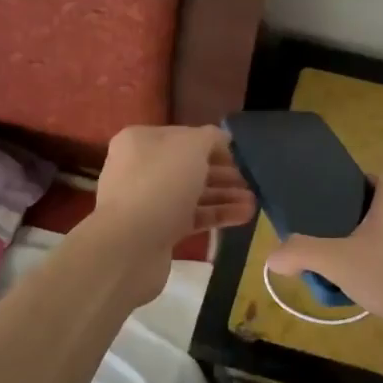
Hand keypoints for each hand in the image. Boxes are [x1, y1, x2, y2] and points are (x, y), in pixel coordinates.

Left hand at [86, 125, 255, 305]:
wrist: (129, 246)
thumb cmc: (160, 184)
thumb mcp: (191, 147)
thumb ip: (210, 137)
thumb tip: (221, 139)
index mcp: (141, 141)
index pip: (184, 136)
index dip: (213, 144)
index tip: (239, 156)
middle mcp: (140, 168)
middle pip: (189, 166)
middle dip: (222, 173)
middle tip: (250, 181)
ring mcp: (147, 201)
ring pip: (192, 194)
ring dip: (224, 196)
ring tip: (254, 202)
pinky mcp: (156, 231)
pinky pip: (191, 218)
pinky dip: (216, 215)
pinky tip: (244, 217)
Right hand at [265, 175, 382, 355]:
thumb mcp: (341, 263)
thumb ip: (301, 253)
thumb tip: (270, 258)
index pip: (351, 181)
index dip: (327, 200)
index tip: (311, 225)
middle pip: (365, 209)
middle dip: (343, 231)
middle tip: (323, 254)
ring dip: (364, 250)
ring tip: (345, 275)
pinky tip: (377, 289)